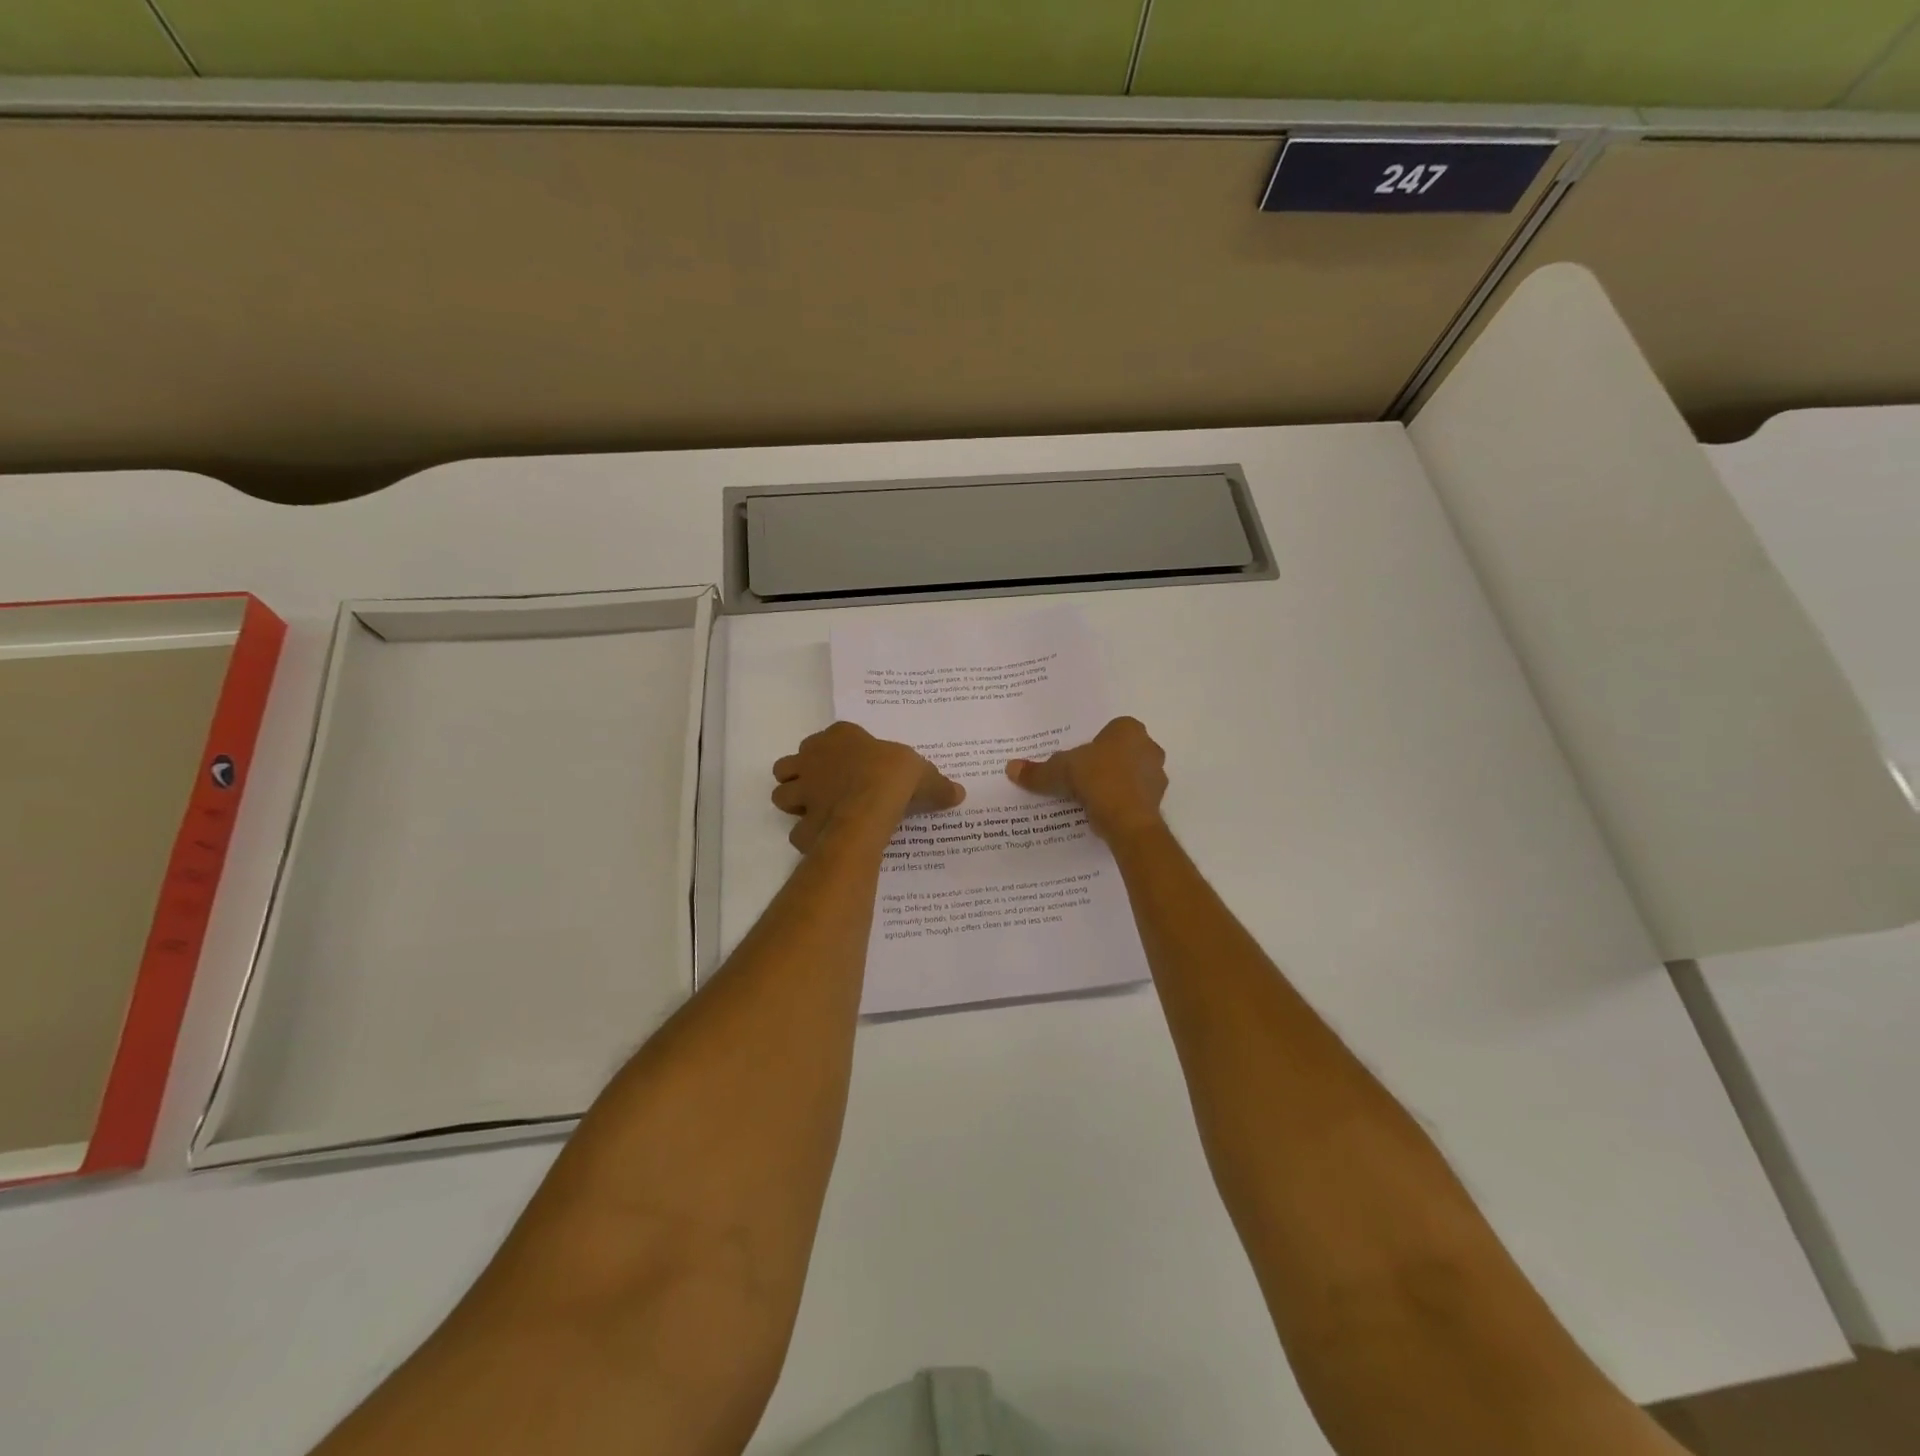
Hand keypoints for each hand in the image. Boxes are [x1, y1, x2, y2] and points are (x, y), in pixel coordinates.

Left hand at [773, 722, 964, 852]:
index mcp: (841, 736)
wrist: (871, 806)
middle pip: (792, 764)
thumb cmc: (893, 776)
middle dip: (802, 776)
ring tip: (817, 812)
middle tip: (826, 789)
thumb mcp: (923, 774)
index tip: (854, 764)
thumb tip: (958, 792)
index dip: (837, 751)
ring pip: (782, 794)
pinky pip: (797, 831)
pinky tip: (825, 840)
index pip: (830, 737)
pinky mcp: (802, 821)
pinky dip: (807, 836)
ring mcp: (803, 790)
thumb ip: (936, 784)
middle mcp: (814, 758)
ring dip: (795, 802)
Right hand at [1006, 716, 1167, 842]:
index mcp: (1128, 729)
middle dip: (1105, 763)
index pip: (1110, 730)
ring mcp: (1157, 775)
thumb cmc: (1096, 779)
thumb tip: (1010, 768)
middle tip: (1081, 778)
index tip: (1078, 759)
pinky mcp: (1158, 801)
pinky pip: (1135, 797)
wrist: (1127, 819)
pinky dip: (1122, 803)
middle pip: (1122, 752)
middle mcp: (1148, 747)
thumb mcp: (1059, 771)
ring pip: (1131, 775)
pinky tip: (1103, 813)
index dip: (1093, 744)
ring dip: (1115, 783)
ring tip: (1090, 799)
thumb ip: (1038, 770)